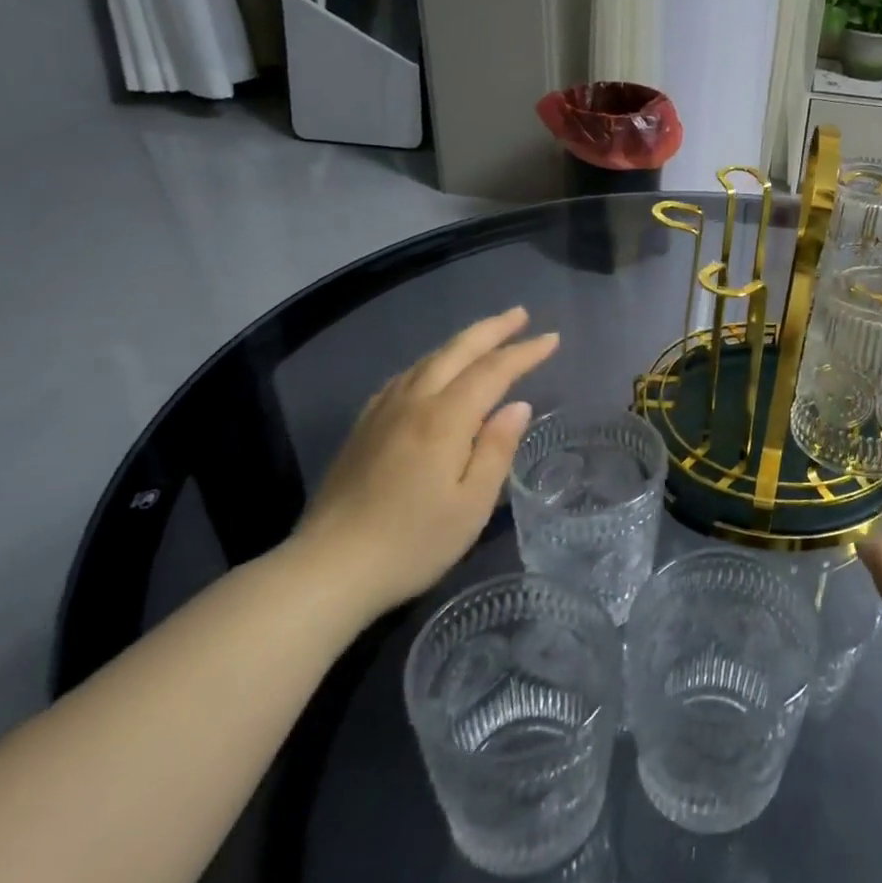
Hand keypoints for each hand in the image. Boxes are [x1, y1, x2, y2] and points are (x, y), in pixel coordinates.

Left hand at [288, 307, 558, 615]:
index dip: (524, 353)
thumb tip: (517, 406)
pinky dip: (429, 363)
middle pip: (456, 352)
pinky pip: (402, 378)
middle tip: (520, 314)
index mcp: (444, 420)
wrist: (329, 568)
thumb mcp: (471, 505)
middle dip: (492, 329)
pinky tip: (430, 371)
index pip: (492, 372)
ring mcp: (382, 412)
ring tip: (485, 335)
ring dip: (461, 342)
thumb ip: (496, 450)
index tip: (552, 339)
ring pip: (427, 360)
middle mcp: (412, 403)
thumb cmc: (413, 542)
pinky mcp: (363, 428)